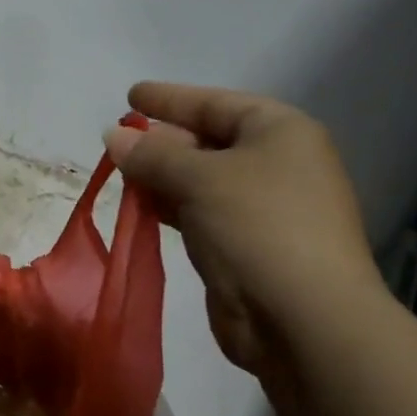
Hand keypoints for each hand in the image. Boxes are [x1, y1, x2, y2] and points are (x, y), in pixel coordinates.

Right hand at [105, 82, 383, 373]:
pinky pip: (202, 214)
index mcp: (280, 133)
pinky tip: (142, 208)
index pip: (216, 103)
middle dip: (162, 141)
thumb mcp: (200, 179)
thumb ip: (153, 155)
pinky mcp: (247, 247)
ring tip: (120, 173)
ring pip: (202, 181)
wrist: (303, 319)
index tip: (130, 96)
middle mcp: (277, 164)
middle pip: (209, 141)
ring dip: (162, 177)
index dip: (170, 98)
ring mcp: (264, 209)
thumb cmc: (257, 227)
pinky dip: (172, 208)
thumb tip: (113, 136)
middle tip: (117, 141)